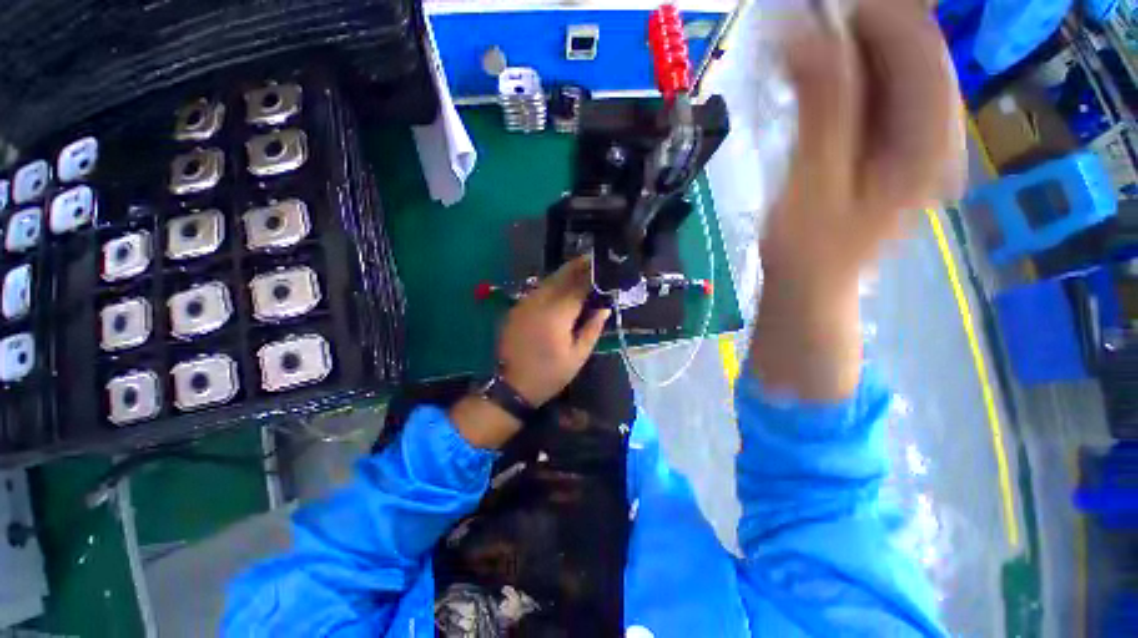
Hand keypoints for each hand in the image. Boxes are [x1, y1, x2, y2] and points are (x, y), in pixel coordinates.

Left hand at [497, 256, 610, 406]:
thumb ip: (593, 328)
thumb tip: (605, 308)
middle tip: (593, 259)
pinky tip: (562, 286)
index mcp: (557, 314)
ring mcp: (525, 303)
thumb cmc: (550, 374)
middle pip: (561, 277)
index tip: (604, 266)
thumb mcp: (578, 355)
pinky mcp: (517, 308)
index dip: (592, 275)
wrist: (512, 386)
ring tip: (581, 269)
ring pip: (548, 280)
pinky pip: (538, 290)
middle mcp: (539, 302)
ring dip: (565, 273)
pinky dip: (553, 284)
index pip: (579, 286)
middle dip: (578, 267)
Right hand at [751, 0, 962, 399]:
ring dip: (842, 49)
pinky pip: (871, 91)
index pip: (916, 46)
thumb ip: (821, 106)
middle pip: (907, 50)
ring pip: (887, 66)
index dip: (871, 13)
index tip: (811, 7)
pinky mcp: (886, 142)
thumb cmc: (807, 251)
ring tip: (793, 49)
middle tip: (796, 24)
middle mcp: (934, 129)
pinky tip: (805, 75)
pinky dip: (838, 74)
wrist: (810, 287)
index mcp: (929, 141)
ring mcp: (911, 135)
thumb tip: (804, 31)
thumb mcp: (811, 182)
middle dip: (854, 27)